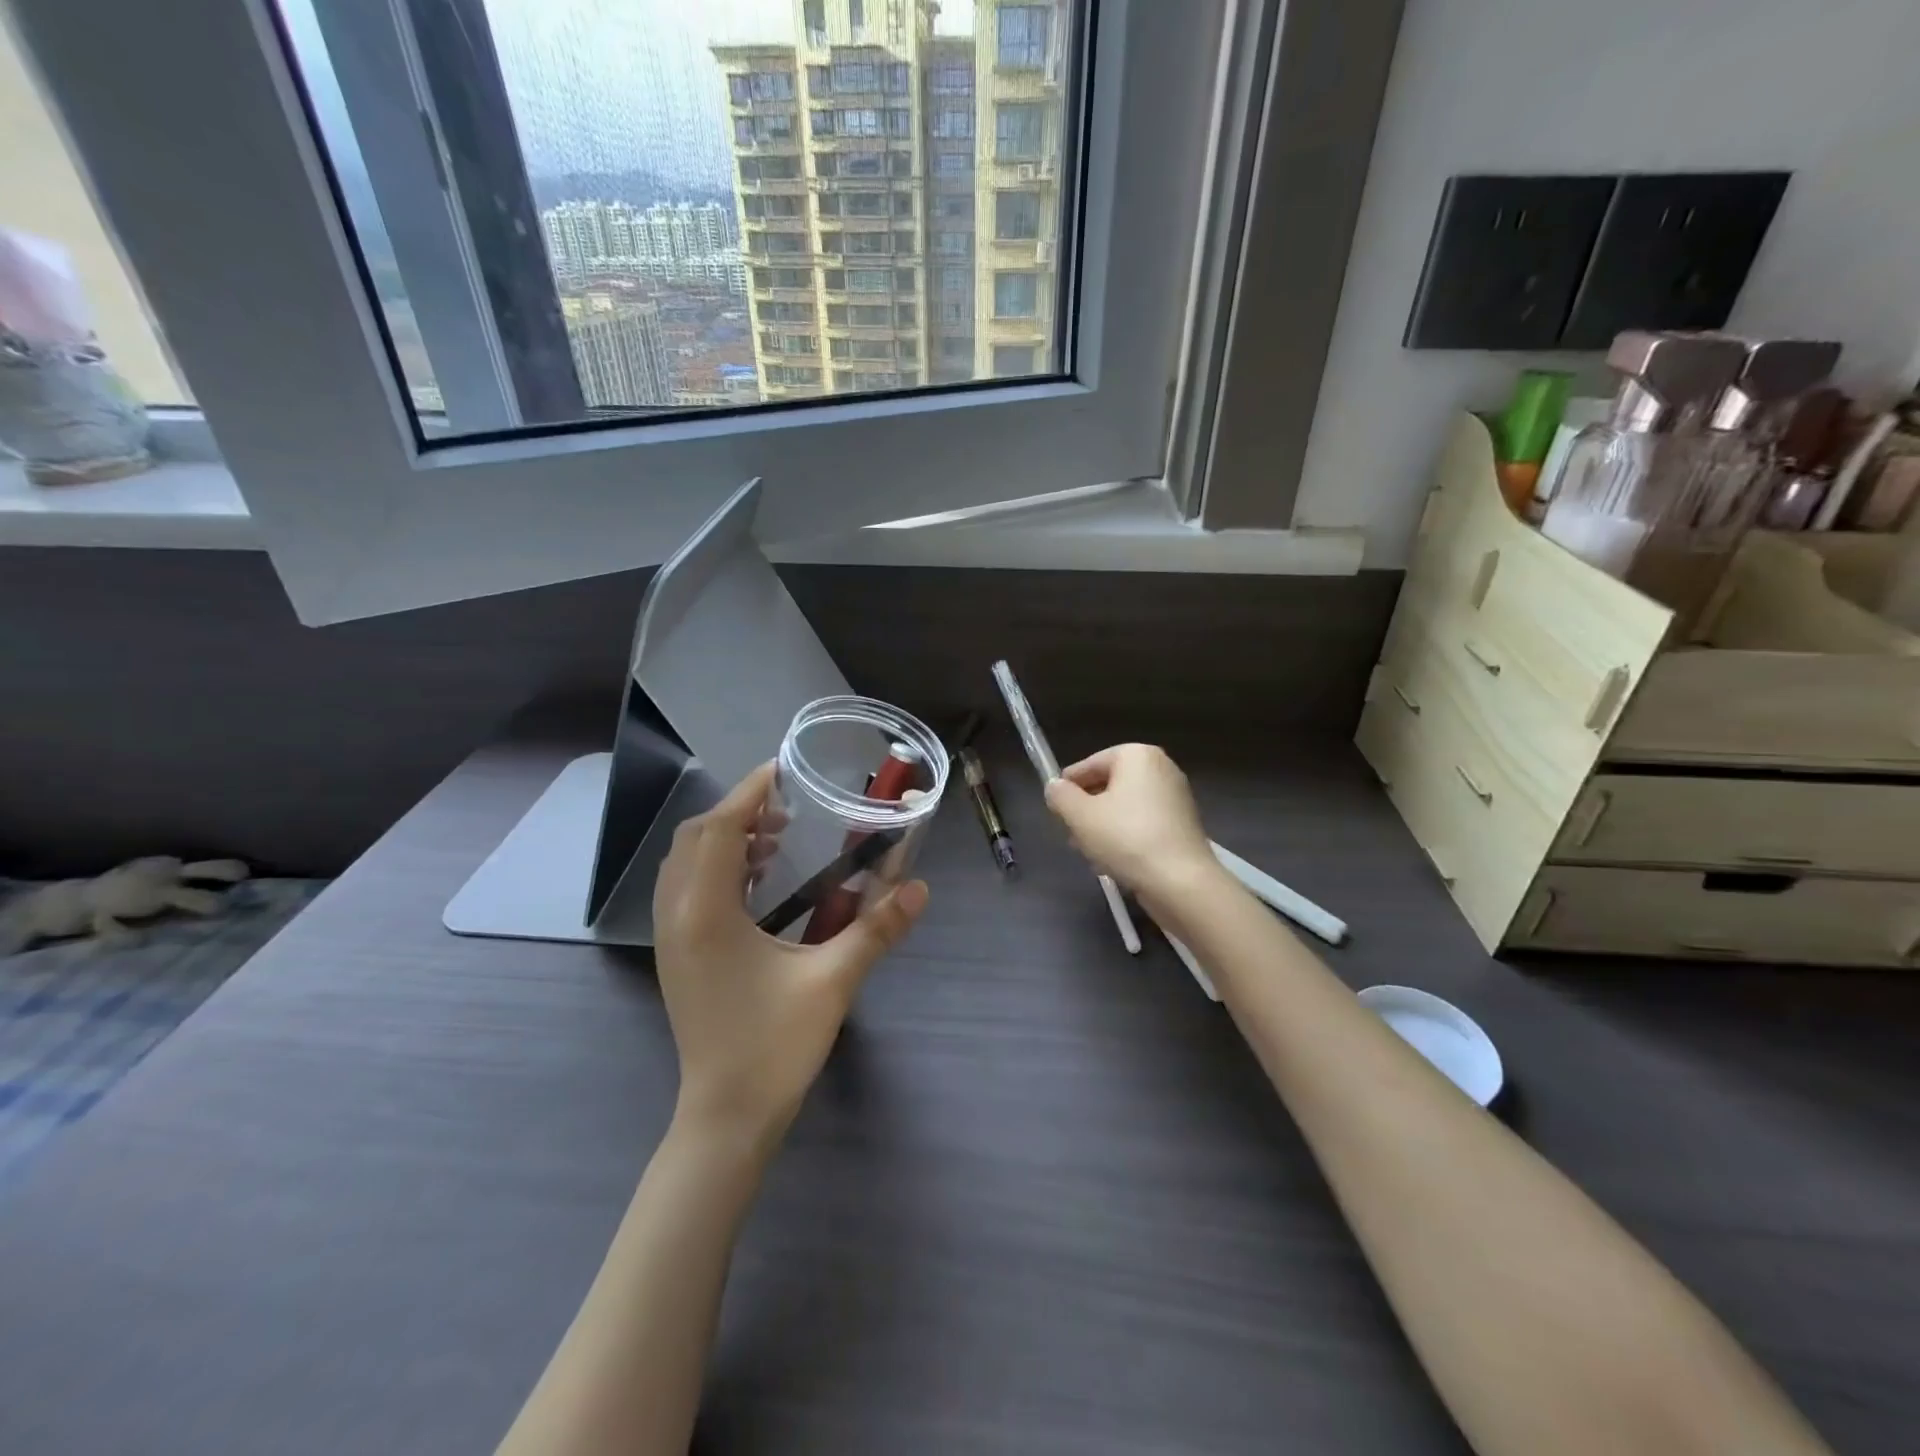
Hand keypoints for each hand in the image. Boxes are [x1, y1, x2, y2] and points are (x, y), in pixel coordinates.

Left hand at [652, 762, 928, 1150]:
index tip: (782, 771)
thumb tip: (920, 888)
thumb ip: (877, 929)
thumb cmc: (774, 1046)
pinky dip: (717, 868)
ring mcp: (670, 939)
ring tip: (775, 841)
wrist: (725, 1118)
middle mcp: (677, 916)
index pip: (719, 829)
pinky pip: (686, 890)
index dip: (749, 793)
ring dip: (725, 840)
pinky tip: (758, 884)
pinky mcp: (676, 956)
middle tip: (787, 810)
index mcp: (706, 913)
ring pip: (685, 864)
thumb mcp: (833, 982)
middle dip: (737, 812)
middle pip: (695, 838)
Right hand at [1043, 744, 1219, 908]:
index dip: (1067, 788)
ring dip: (1102, 826)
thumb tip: (1055, 788)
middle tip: (1070, 834)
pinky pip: (1143, 823)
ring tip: (1088, 852)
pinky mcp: (1183, 824)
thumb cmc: (1126, 839)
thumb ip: (1060, 796)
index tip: (1054, 810)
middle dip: (1086, 809)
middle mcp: (1161, 767)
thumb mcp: (1080, 816)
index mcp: (1137, 755)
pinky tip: (1113, 861)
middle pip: (1108, 785)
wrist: (1181, 882)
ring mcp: (1176, 796)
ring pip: (1124, 807)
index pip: (1089, 765)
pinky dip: (1125, 836)